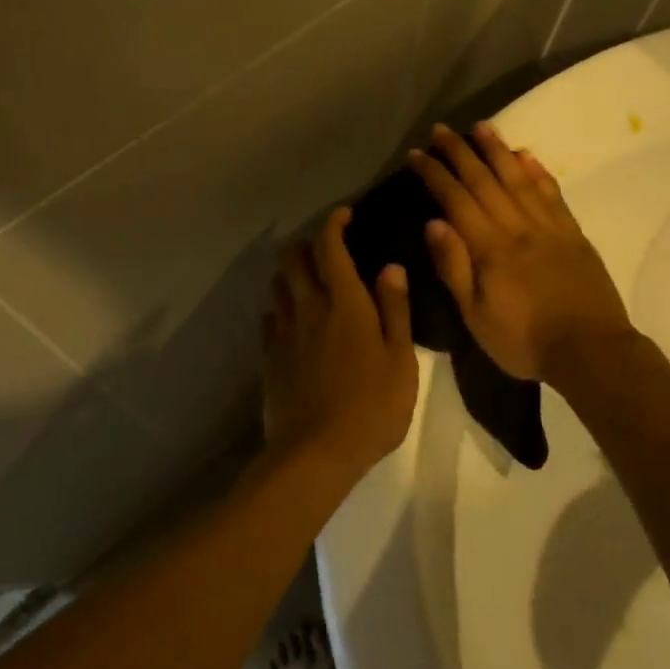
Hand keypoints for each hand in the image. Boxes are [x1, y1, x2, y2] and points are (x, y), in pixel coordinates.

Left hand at [261, 208, 417, 474]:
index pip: (330, 247)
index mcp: (344, 303)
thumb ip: (395, 310)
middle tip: (326, 251)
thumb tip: (390, 267)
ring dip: (291, 275)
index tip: (343, 215)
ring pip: (277, 286)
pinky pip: (269, 319)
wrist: (315, 453)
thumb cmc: (371, 407)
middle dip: (306, 245)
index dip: (333, 224)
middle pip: (293, 259)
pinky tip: (293, 324)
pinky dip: (281, 310)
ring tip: (308, 285)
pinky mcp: (268, 357)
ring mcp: (283, 332)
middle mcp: (308, 308)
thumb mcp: (401, 360)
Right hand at [408, 124, 633, 382]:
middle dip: (459, 152)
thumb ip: (454, 268)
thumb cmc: (524, 341)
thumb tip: (434, 223)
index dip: (434, 174)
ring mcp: (548, 227)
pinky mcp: (573, 233)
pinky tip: (526, 156)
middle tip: (441, 129)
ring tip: (481, 127)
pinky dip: (537, 171)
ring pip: (518, 178)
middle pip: (484, 180)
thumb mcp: (476, 316)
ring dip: (498, 150)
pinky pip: (552, 193)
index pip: (455, 200)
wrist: (591, 351)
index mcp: (490, 248)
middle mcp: (517, 227)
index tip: (415, 154)